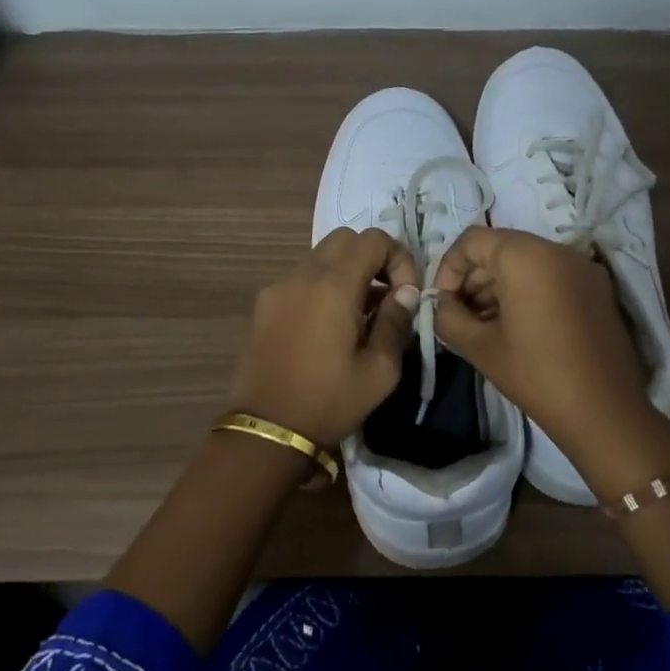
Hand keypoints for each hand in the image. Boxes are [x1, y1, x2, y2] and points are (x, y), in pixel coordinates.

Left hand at [229, 227, 420, 445]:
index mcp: (333, 286)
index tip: (405, 295)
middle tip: (386, 296)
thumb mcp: (380, 370)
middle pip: (344, 240)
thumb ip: (396, 322)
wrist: (267, 430)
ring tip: (359, 315)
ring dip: (346, 273)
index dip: (399, 259)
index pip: (374, 240)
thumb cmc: (330, 401)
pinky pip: (300, 280)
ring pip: (319, 258)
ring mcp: (277, 288)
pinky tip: (328, 327)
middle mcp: (301, 275)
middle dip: (372, 259)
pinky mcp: (263, 306)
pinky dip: (322, 287)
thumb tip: (405, 293)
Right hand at [432, 227, 669, 490]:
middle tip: (459, 316)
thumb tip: (442, 305)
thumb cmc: (537, 376)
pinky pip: (551, 277)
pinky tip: (516, 328)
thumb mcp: (480, 347)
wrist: (605, 412)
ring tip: (484, 326)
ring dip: (499, 286)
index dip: (448, 268)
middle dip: (473, 278)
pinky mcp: (598, 289)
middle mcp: (558, 251)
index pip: (473, 240)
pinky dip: (527, 292)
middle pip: (501, 248)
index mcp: (527, 257)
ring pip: (527, 262)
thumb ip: (448, 317)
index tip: (442, 303)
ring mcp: (583, 269)